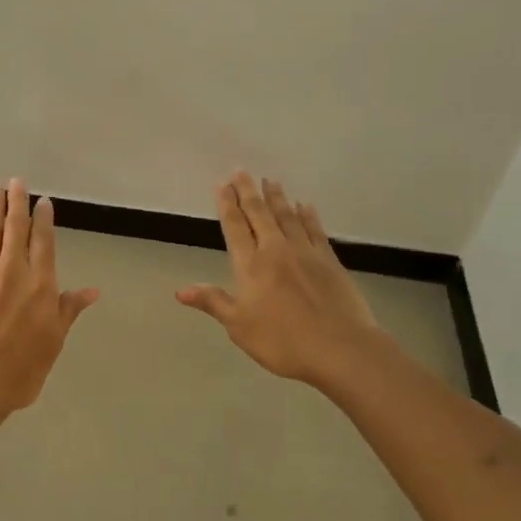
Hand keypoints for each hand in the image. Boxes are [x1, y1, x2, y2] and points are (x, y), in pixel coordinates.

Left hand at [0, 179, 99, 416]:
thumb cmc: (21, 372)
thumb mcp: (53, 343)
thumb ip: (68, 311)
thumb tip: (92, 290)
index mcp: (40, 286)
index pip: (43, 244)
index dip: (43, 220)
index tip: (43, 201)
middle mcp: (12, 273)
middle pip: (15, 230)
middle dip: (17, 203)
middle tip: (16, 181)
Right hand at [176, 172, 385, 387]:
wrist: (340, 348)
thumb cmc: (282, 341)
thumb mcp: (239, 326)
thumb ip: (212, 302)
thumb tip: (180, 290)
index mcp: (250, 265)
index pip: (235, 227)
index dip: (227, 205)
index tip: (222, 185)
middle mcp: (276, 250)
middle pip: (260, 214)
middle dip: (248, 192)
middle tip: (241, 171)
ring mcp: (305, 252)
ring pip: (287, 216)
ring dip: (276, 198)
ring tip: (270, 181)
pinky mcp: (329, 260)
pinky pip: (314, 229)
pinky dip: (307, 215)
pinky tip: (304, 206)